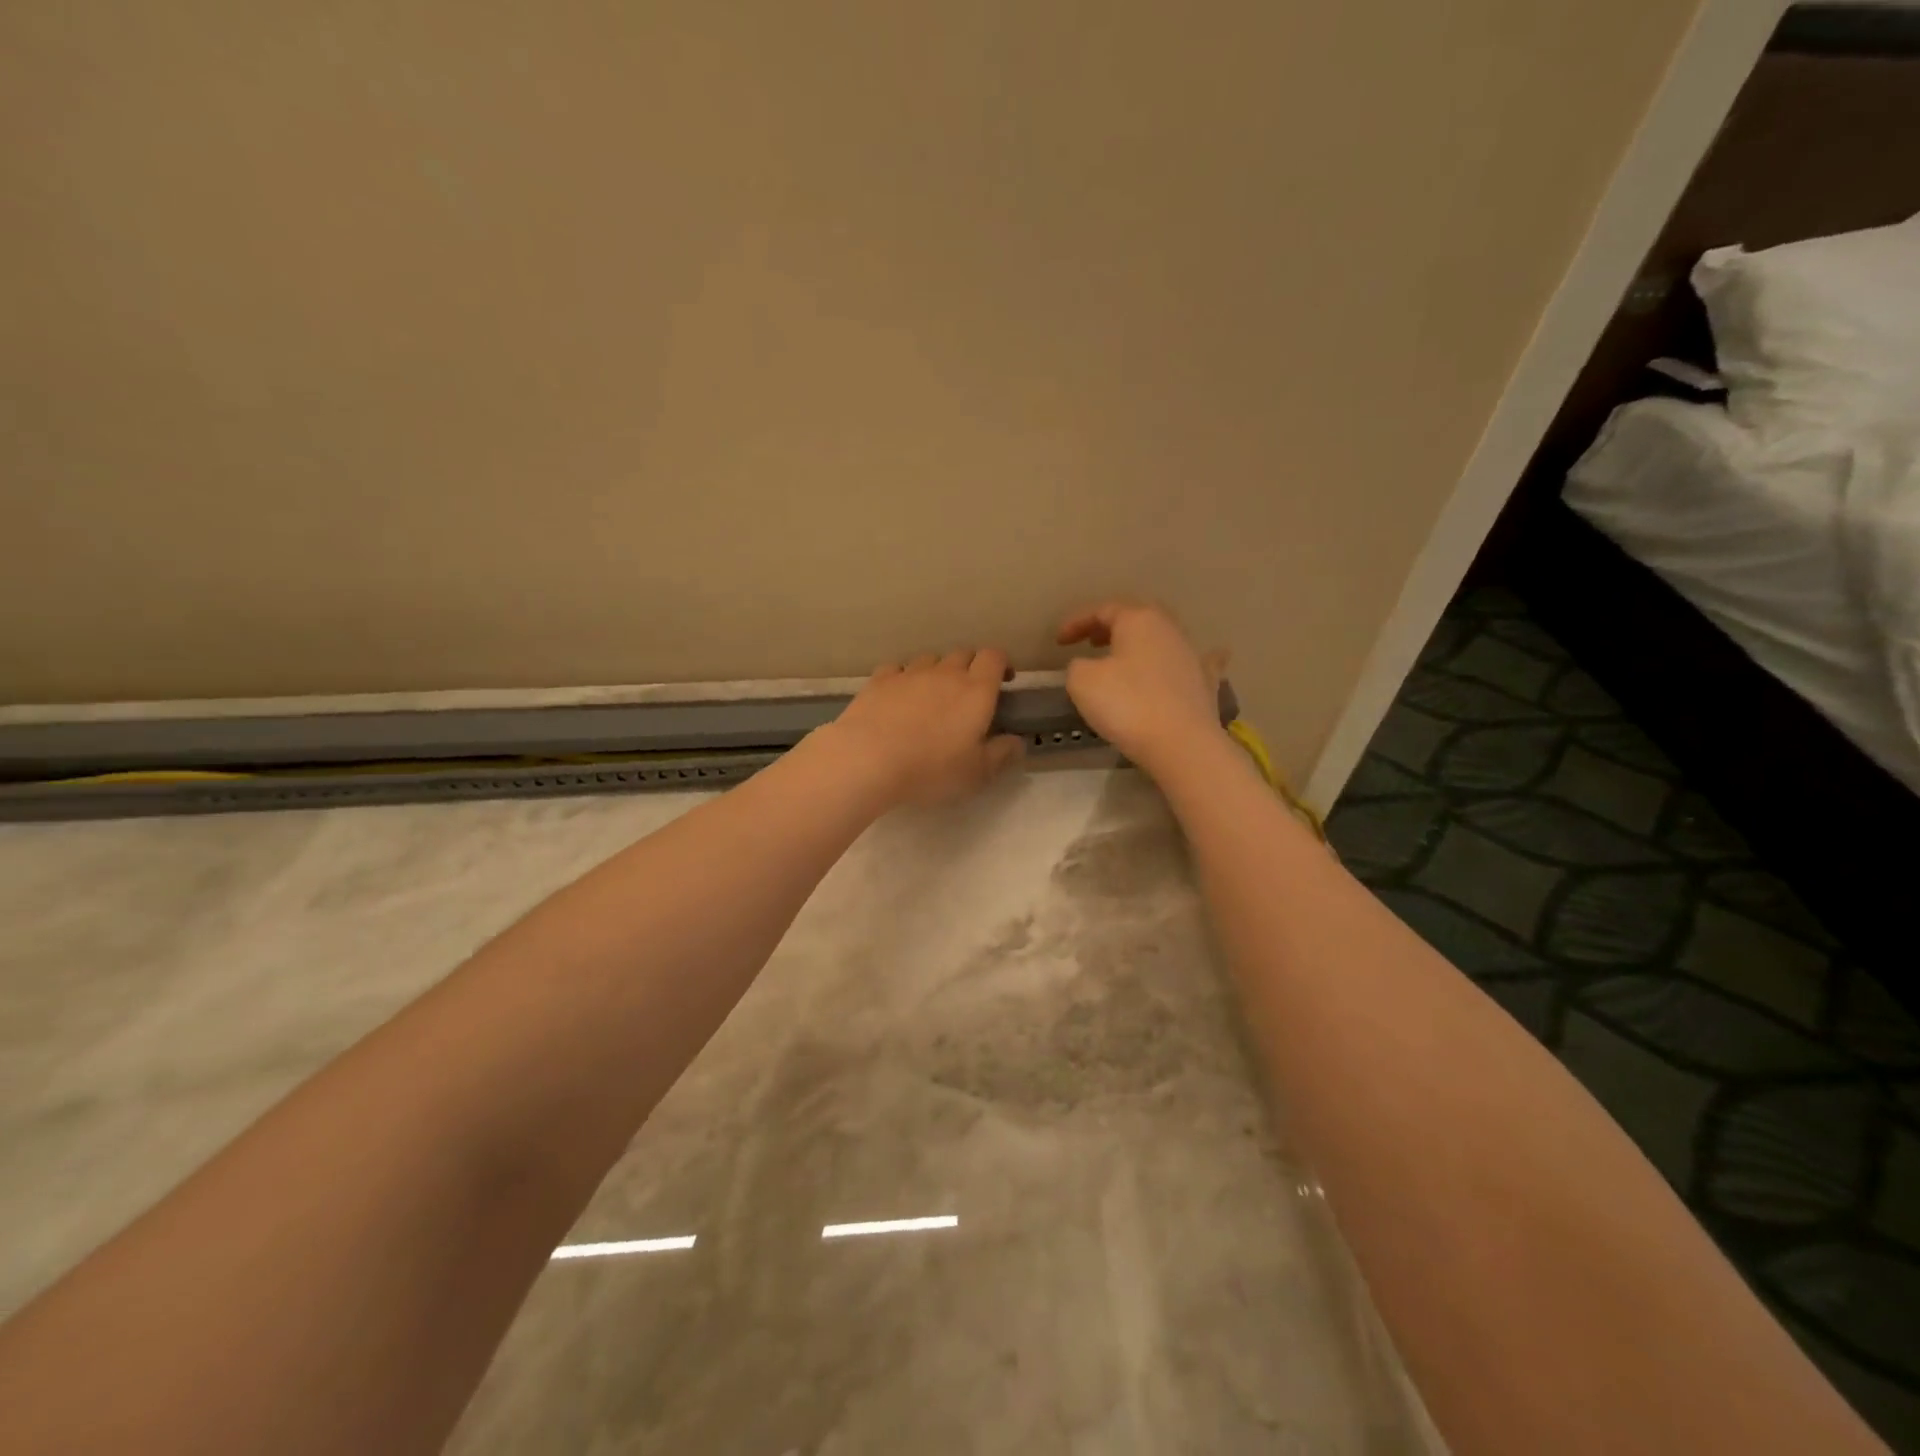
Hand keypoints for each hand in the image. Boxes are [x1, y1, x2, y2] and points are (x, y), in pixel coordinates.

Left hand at [826, 649, 1025, 807]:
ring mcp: (910, 673)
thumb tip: (1017, 742)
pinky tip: (899, 696)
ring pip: (930, 659)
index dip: (1002, 664)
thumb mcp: (976, 773)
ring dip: (937, 671)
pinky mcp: (879, 680)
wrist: (868, 758)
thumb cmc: (931, 769)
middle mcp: (945, 673)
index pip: (994, 657)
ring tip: (933, 696)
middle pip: (963, 653)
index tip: (1003, 681)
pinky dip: (904, 678)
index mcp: (976, 691)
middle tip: (969, 694)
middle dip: (971, 667)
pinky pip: (897, 669)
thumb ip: (1001, 755)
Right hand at [1058, 601, 1227, 771]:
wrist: (1181, 744)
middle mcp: (1169, 629)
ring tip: (1123, 657)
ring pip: (1162, 639)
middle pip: (1136, 618)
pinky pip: (1193, 664)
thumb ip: (1078, 666)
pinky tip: (1190, 661)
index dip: (1077, 622)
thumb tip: (1088, 667)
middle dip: (1112, 627)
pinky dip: (1182, 662)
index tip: (1059, 642)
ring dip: (1140, 645)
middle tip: (1092, 642)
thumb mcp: (1082, 682)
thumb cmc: (1126, 705)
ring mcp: (1192, 655)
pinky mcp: (1205, 683)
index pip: (1102, 610)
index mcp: (1138, 620)